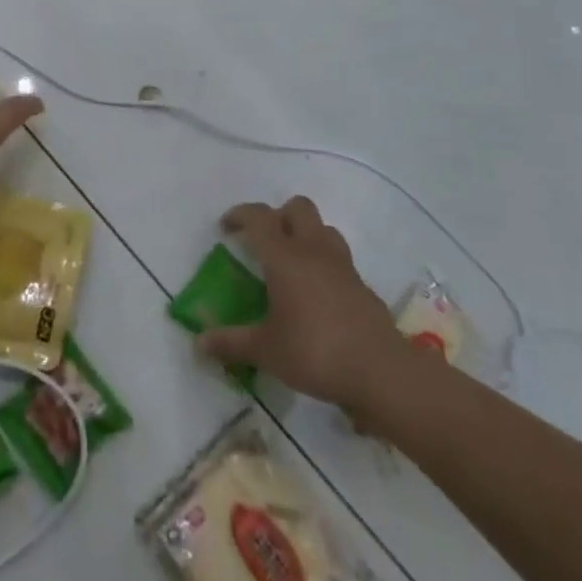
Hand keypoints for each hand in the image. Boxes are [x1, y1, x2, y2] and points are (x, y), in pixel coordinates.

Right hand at [197, 197, 436, 434]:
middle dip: (278, 216)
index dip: (240, 215)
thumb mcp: (266, 351)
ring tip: (293, 262)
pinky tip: (318, 294)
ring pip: (322, 228)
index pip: (258, 217)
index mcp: (284, 257)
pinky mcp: (362, 285)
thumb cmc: (315, 352)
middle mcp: (313, 250)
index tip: (226, 227)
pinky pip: (339, 259)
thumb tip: (199, 342)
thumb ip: (231, 343)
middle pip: (297, 208)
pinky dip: (325, 264)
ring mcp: (342, 265)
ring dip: (305, 234)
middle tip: (265, 241)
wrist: (382, 372)